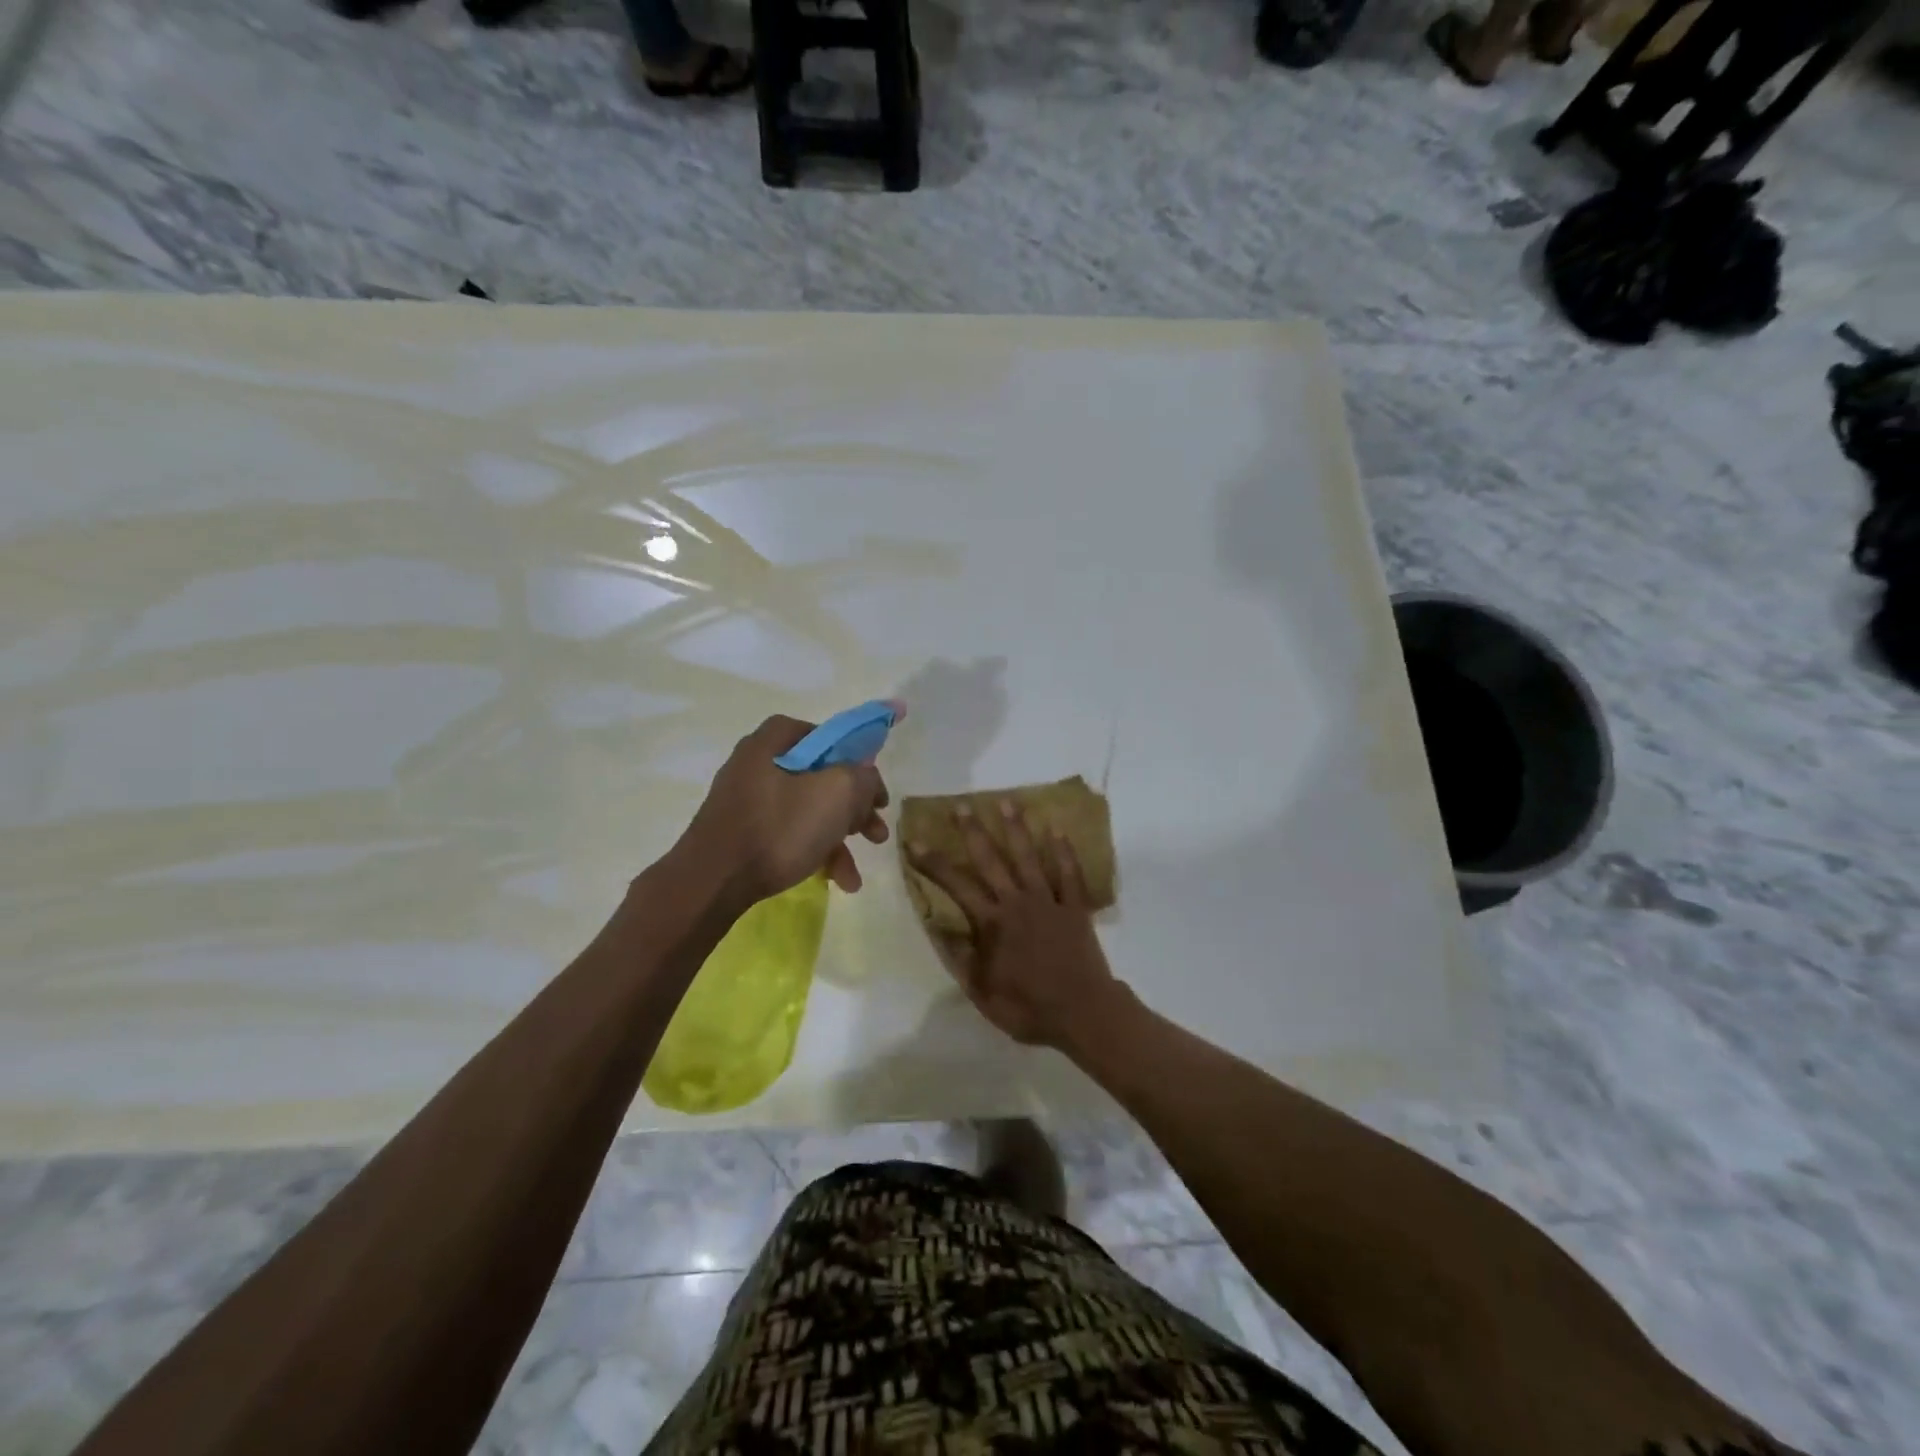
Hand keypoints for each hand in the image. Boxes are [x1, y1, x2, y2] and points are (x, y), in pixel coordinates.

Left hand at [678, 714, 893, 906]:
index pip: (824, 734)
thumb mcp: (837, 793)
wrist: (712, 882)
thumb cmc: (778, 828)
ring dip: (839, 838)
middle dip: (855, 808)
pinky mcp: (742, 833)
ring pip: (807, 810)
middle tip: (876, 830)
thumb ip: (863, 777)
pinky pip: (788, 833)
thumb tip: (866, 778)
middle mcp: (756, 763)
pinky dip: (814, 851)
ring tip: (855, 874)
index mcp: (774, 742)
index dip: (854, 756)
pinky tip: (834, 880)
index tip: (871, 786)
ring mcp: (746, 800)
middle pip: (820, 776)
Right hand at [906, 800, 1119, 1048]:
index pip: (956, 885)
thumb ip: (961, 957)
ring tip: (1007, 802)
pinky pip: (1069, 874)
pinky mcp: (1074, 907)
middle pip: (991, 860)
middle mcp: (1017, 902)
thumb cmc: (1027, 1007)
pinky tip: (1057, 830)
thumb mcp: (981, 992)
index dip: (933, 863)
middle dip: (973, 832)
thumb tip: (940, 928)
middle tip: (961, 806)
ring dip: (1017, 829)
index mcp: (992, 923)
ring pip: (1029, 858)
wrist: (1081, 1013)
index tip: (915, 841)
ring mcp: (1048, 901)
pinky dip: (1064, 852)